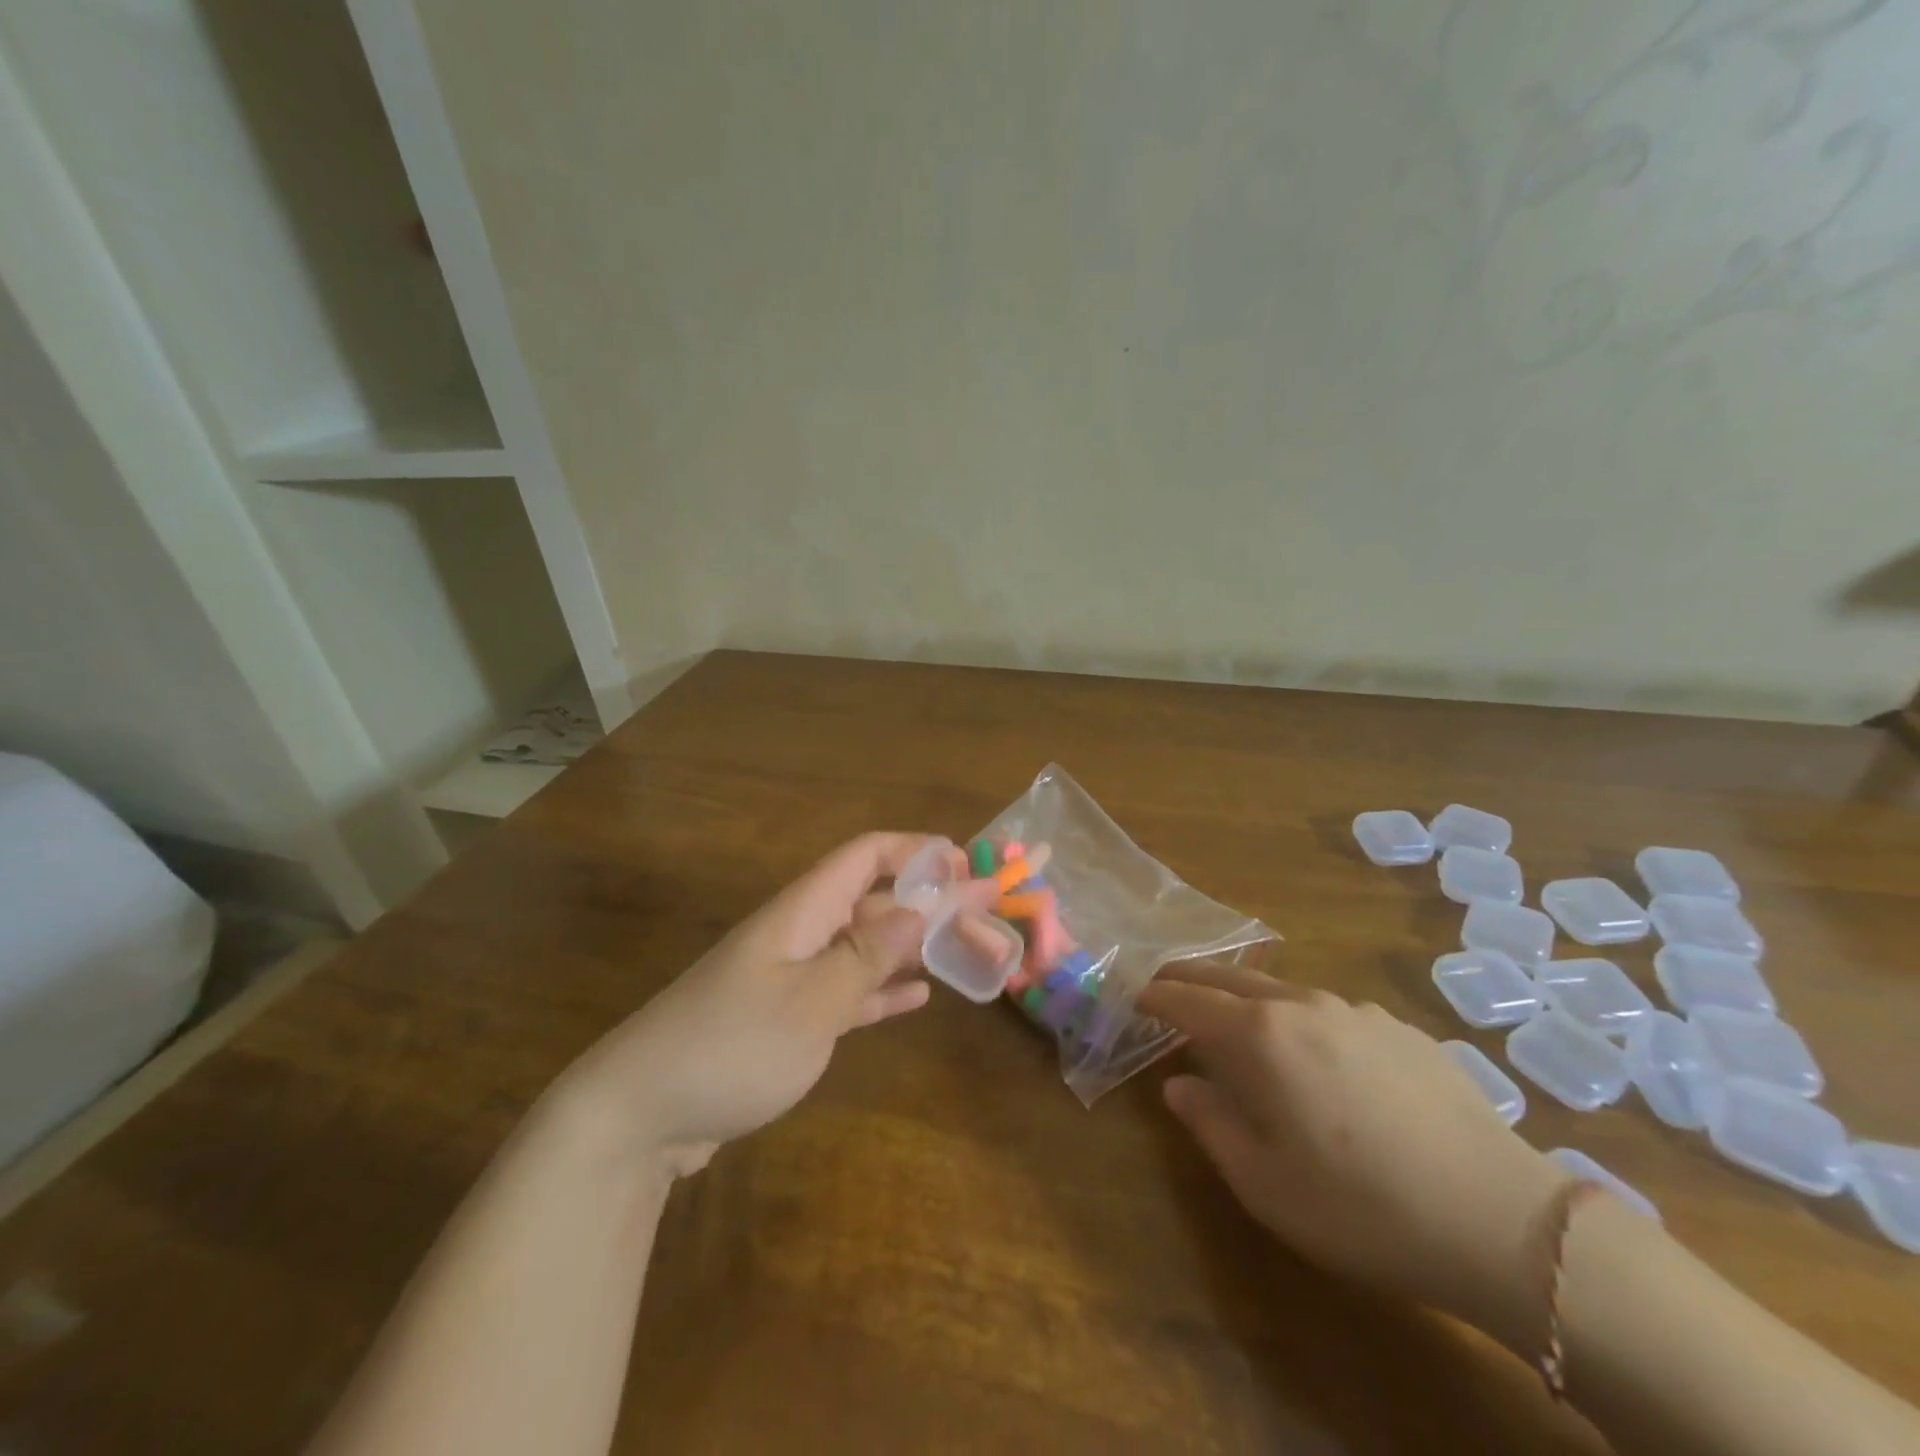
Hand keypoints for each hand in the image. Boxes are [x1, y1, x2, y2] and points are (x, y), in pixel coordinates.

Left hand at [553, 833, 969, 1180]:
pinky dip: (883, 990)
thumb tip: (921, 906)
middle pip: (874, 901)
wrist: (639, 1116)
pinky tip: (917, 998)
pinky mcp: (787, 1020)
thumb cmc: (731, 1046)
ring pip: (866, 947)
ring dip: (913, 946)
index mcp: (802, 912)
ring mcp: (792, 977)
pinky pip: (848, 991)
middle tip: (986, 916)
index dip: (915, 850)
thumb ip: (868, 955)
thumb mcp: (809, 1001)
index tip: (965, 864)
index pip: (865, 855)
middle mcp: (800, 934)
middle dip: (929, 902)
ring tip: (966, 951)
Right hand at [1137, 964, 1565, 1348]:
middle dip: (1192, 977)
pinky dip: (1301, 1016)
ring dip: (1247, 995)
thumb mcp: (1264, 1182)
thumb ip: (1210, 1123)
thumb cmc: (1361, 1207)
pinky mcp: (1400, 1029)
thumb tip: (1178, 1084)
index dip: (1156, 997)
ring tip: (1236, 1015)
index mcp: (1260, 1036)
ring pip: (1283, 989)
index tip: (1135, 995)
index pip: (1189, 1001)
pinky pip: (1331, 1010)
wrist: (1501, 1220)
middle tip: (1167, 981)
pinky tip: (1317, 1052)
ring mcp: (1356, 1011)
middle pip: (1231, 978)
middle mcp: (1302, 1006)